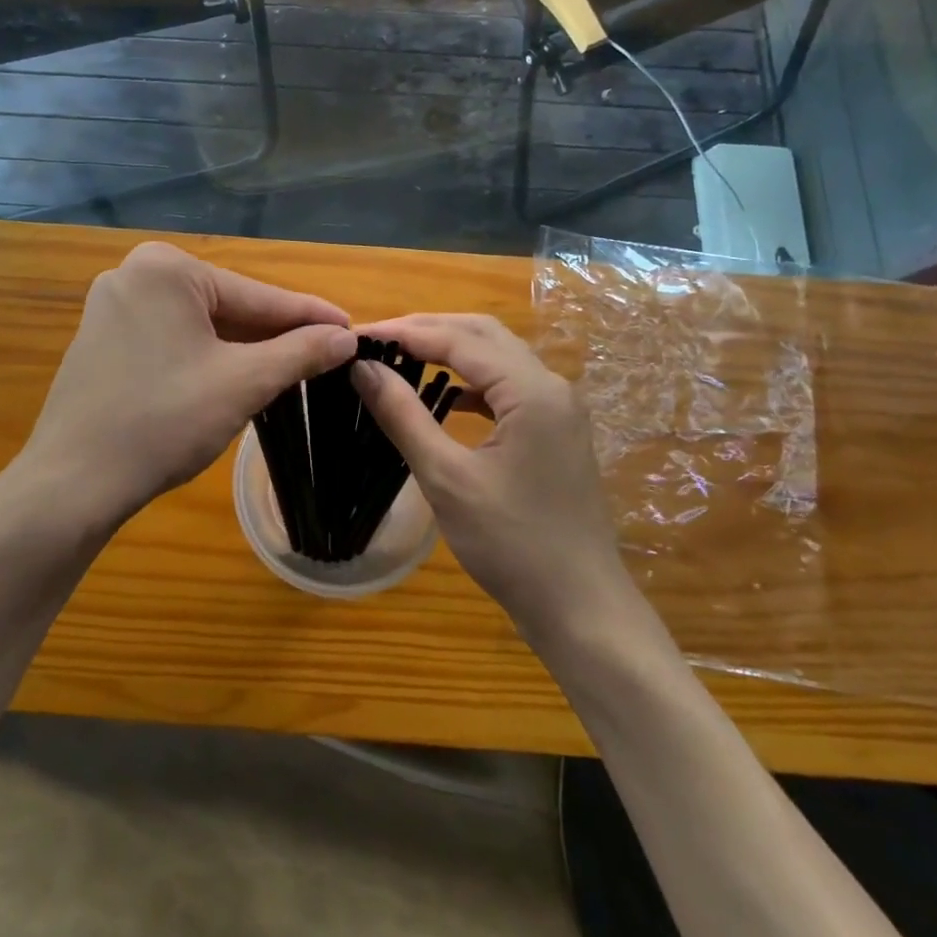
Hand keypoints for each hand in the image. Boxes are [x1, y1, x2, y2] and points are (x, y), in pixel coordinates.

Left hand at [18, 242, 355, 530]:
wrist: (73, 484)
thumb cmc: (162, 422)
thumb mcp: (243, 383)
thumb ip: (300, 352)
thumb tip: (346, 337)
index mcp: (166, 269)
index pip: (257, 296)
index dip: (309, 317)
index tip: (352, 328)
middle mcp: (134, 274)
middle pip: (228, 307)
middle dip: (275, 335)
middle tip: (327, 355)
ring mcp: (113, 307)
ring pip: (201, 326)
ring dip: (244, 349)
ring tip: (294, 368)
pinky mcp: (103, 340)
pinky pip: (173, 340)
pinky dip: (208, 358)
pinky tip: (238, 377)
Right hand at [350, 314, 642, 639]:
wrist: (580, 606)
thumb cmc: (511, 544)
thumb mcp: (446, 478)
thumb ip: (403, 415)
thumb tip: (362, 369)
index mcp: (531, 390)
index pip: (458, 339)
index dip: (403, 332)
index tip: (356, 334)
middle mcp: (551, 386)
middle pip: (483, 334)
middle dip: (428, 329)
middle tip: (376, 339)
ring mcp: (558, 408)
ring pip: (498, 357)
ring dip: (451, 350)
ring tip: (401, 357)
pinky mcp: (555, 430)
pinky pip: (508, 386)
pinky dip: (472, 381)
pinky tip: (445, 396)